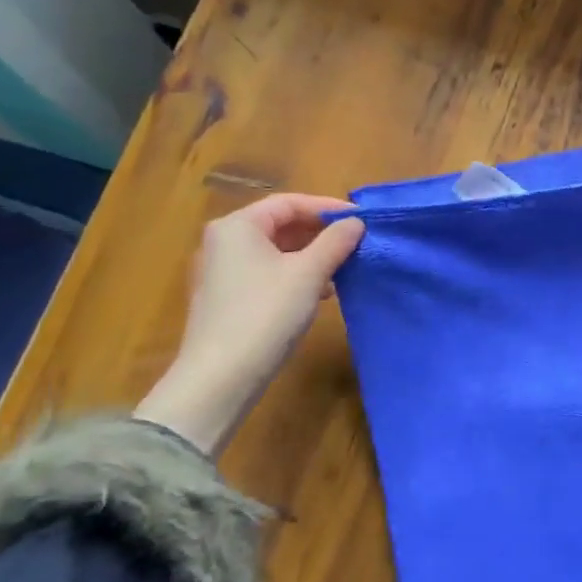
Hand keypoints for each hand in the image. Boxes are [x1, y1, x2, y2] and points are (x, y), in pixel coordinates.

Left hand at [136, 194, 364, 453]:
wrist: (220, 378)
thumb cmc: (265, 314)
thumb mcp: (309, 274)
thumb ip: (335, 242)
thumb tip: (356, 223)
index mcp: (238, 227)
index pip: (289, 203)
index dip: (327, 207)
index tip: (361, 219)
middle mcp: (224, 242)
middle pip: (280, 225)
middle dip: (320, 232)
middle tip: (356, 242)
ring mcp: (222, 272)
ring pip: (276, 251)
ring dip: (312, 255)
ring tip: (344, 267)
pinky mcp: (227, 298)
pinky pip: (268, 272)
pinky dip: (296, 274)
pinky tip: (321, 292)